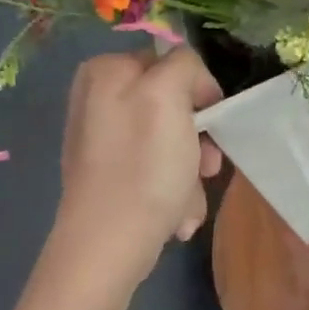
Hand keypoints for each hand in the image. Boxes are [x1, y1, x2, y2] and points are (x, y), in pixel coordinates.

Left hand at [52, 48, 223, 281]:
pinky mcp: (111, 175)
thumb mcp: (168, 96)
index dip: (200, 92)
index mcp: (106, 71)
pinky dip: (175, 190)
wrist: (109, 246)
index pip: (174, 63)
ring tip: (188, 199)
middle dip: (198, 139)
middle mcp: (99, 99)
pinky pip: (158, 169)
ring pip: (173, 142)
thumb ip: (184, 64)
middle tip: (207, 166)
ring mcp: (103, 140)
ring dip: (191, 171)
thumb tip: (192, 82)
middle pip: (175, 106)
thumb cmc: (143, 167)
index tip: (209, 125)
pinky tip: (175, 215)